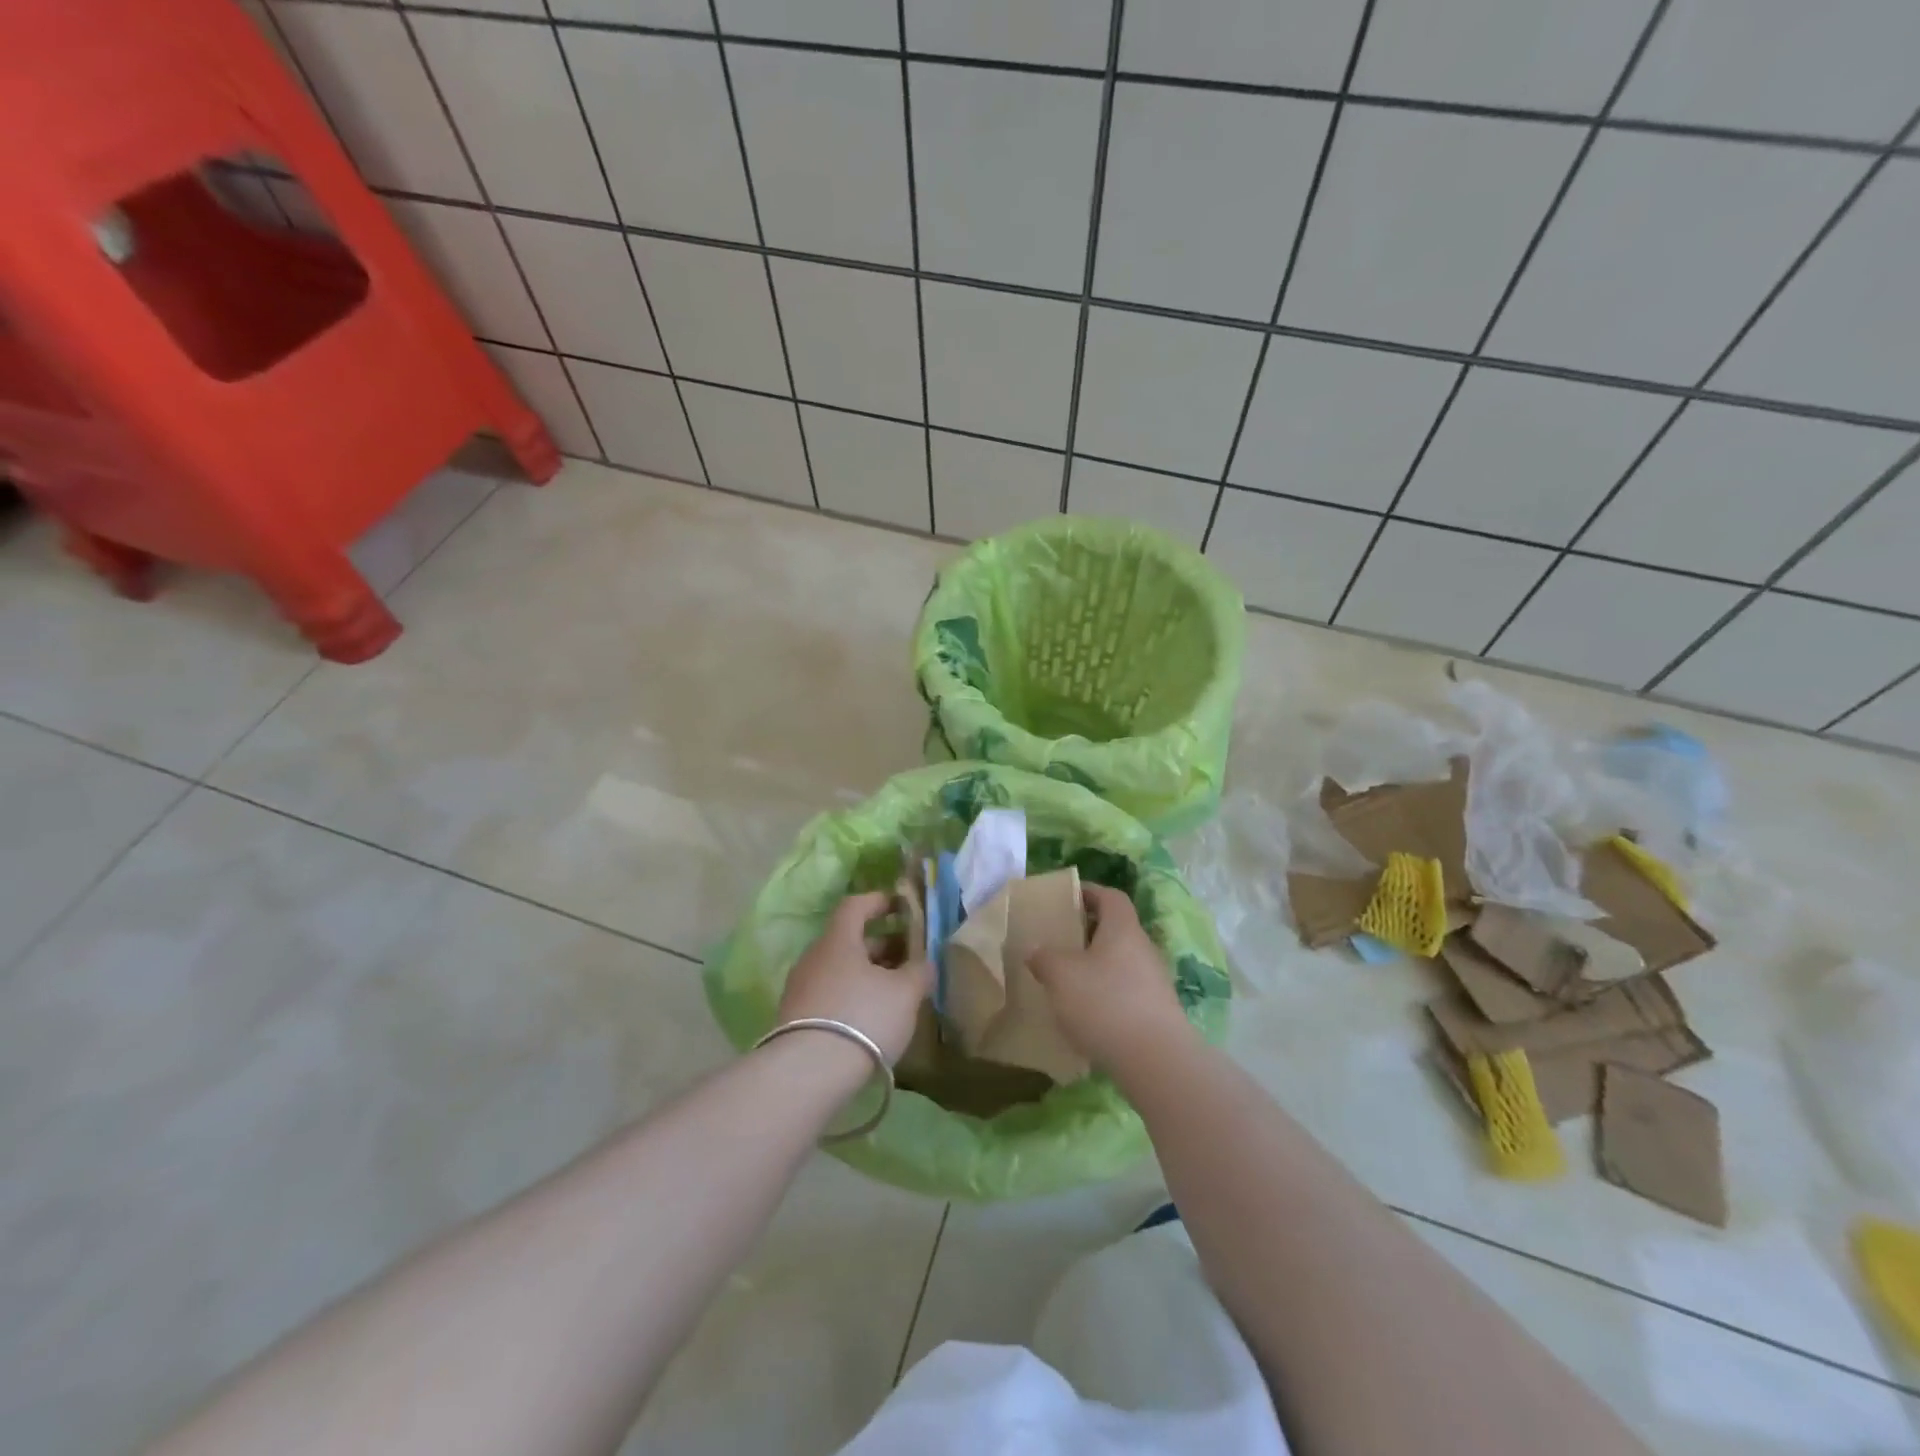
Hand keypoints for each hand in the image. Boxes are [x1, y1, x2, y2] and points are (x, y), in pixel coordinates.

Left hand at [777, 891, 933, 1063]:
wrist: (808, 1072)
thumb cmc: (863, 1016)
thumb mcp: (905, 992)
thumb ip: (920, 971)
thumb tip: (925, 963)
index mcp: (838, 940)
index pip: (855, 905)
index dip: (878, 902)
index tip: (900, 906)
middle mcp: (814, 957)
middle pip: (849, 941)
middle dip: (880, 945)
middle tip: (908, 957)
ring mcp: (800, 989)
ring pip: (839, 970)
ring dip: (866, 974)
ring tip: (893, 992)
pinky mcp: (795, 1020)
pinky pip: (829, 995)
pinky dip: (852, 997)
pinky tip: (870, 1018)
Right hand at [1028, 882, 1192, 1073]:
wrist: (1156, 1061)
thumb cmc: (1105, 1003)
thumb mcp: (1061, 975)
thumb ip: (1044, 958)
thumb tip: (1037, 952)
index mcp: (1123, 928)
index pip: (1110, 896)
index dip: (1089, 892)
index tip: (1066, 898)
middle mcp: (1143, 948)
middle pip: (1115, 929)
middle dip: (1087, 932)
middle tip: (1059, 941)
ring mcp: (1155, 981)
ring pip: (1120, 962)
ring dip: (1096, 966)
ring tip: (1067, 980)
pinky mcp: (1157, 1012)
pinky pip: (1126, 991)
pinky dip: (1106, 994)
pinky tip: (1086, 1014)